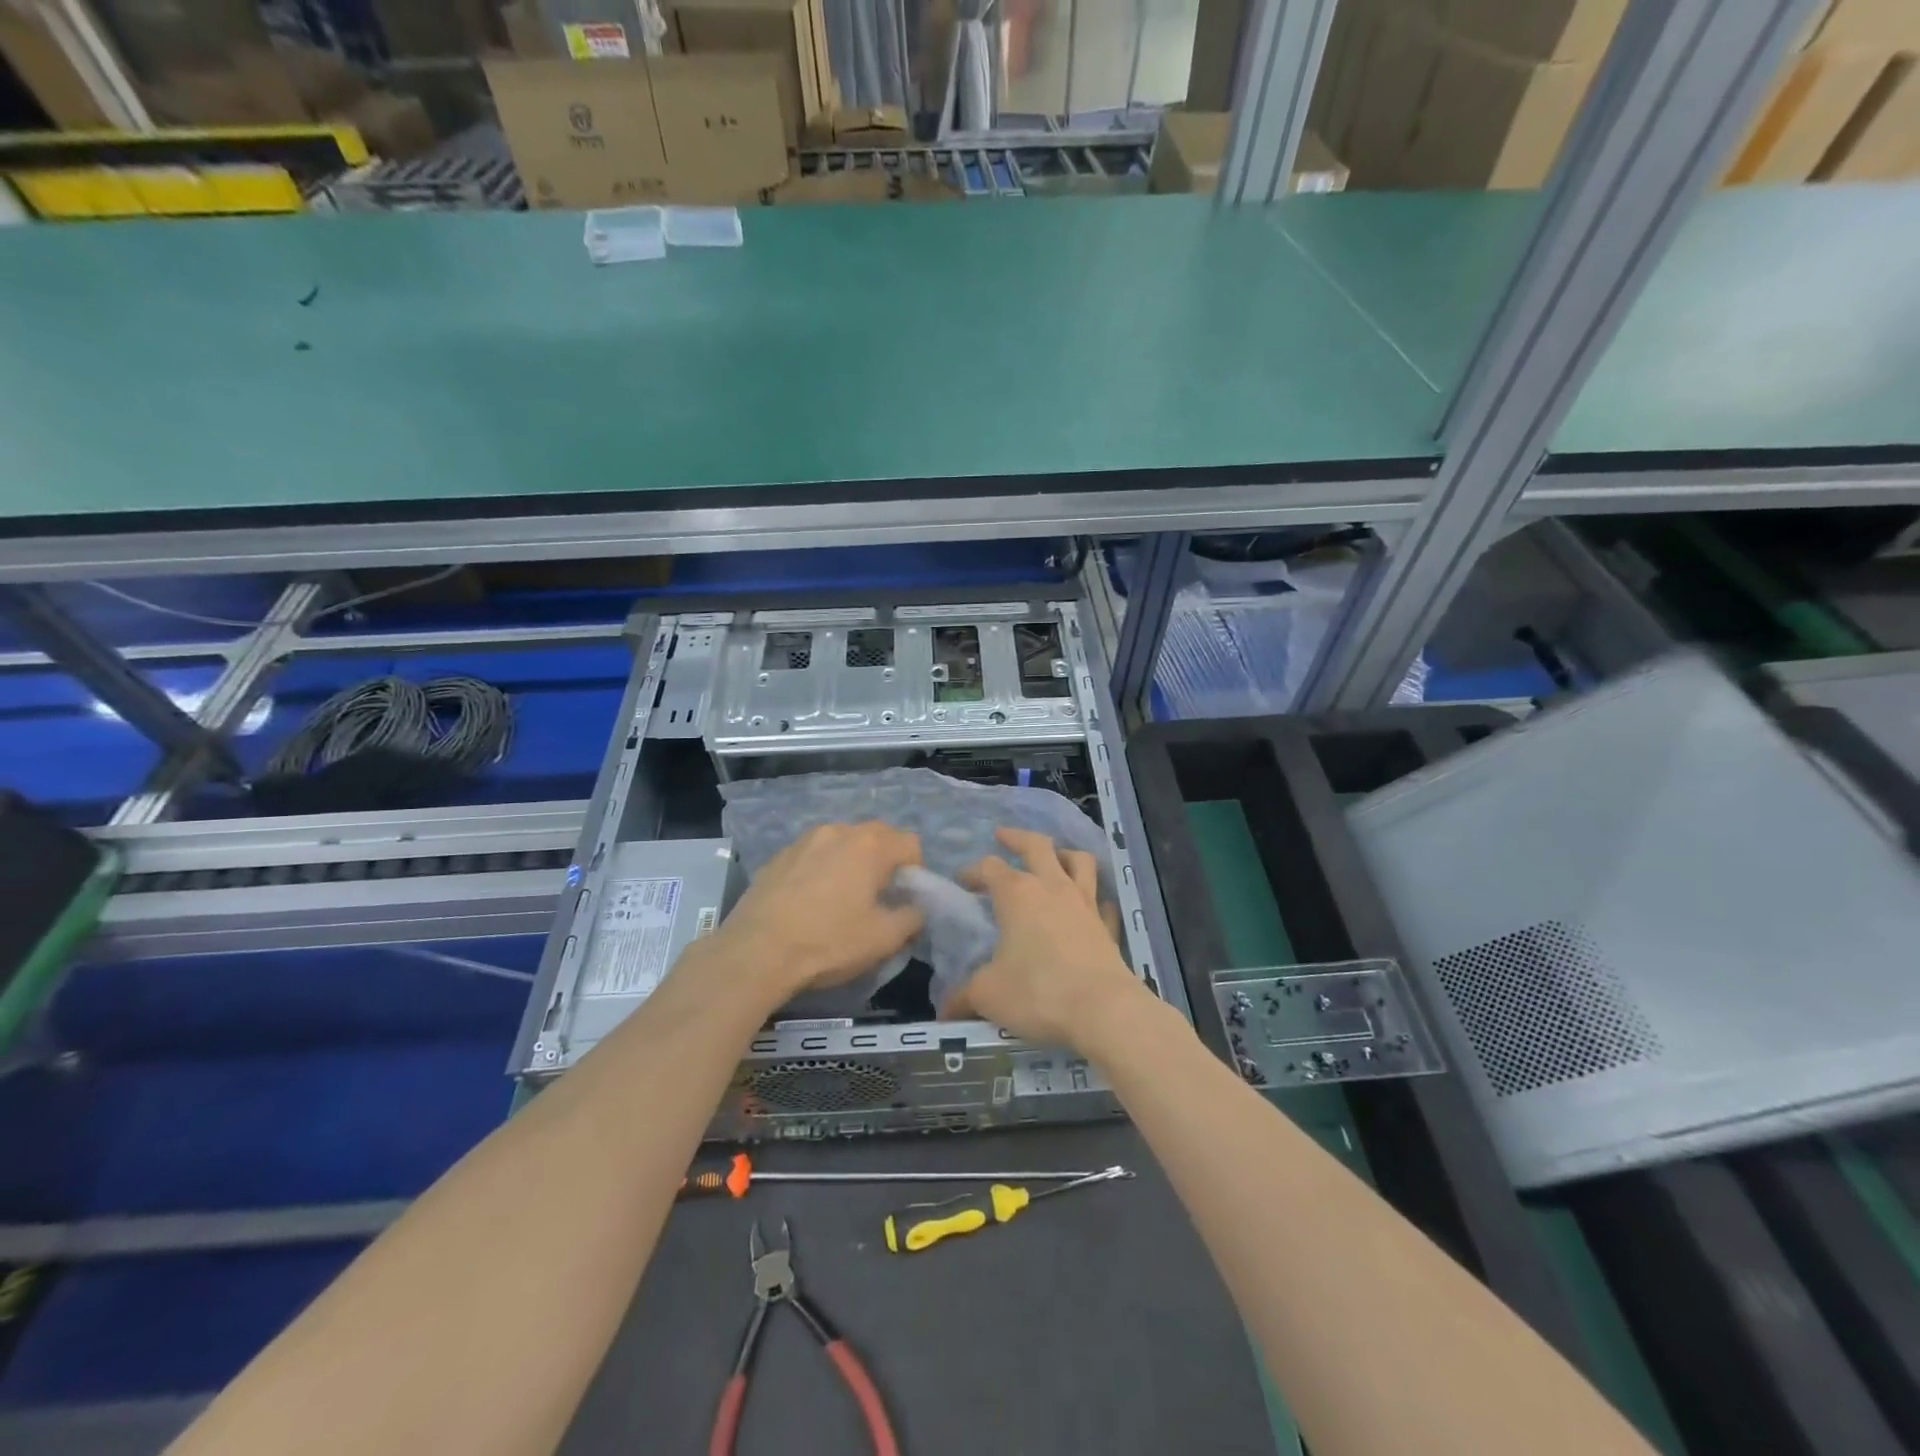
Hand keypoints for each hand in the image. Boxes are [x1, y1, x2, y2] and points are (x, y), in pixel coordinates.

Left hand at [704, 822, 924, 1002]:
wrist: (756, 951)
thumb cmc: (828, 942)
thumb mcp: (883, 939)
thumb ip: (912, 917)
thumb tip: (916, 908)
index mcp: (869, 845)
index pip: (910, 843)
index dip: (916, 870)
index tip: (904, 898)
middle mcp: (839, 831)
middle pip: (877, 835)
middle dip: (886, 860)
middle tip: (879, 896)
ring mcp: (805, 840)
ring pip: (843, 841)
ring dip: (852, 860)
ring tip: (843, 896)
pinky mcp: (779, 855)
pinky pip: (814, 853)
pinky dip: (822, 868)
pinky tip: (811, 899)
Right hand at [940, 827, 1146, 1048]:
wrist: (1103, 1010)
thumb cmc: (1038, 992)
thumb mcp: (988, 994)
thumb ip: (964, 995)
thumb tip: (944, 1009)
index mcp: (1017, 894)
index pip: (990, 867)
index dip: (973, 871)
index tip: (962, 880)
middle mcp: (1053, 887)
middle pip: (1037, 845)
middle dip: (1017, 837)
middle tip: (1003, 835)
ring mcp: (1085, 903)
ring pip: (1079, 860)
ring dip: (1063, 854)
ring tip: (1053, 857)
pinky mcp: (1107, 925)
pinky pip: (1101, 900)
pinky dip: (1093, 897)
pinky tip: (1088, 905)